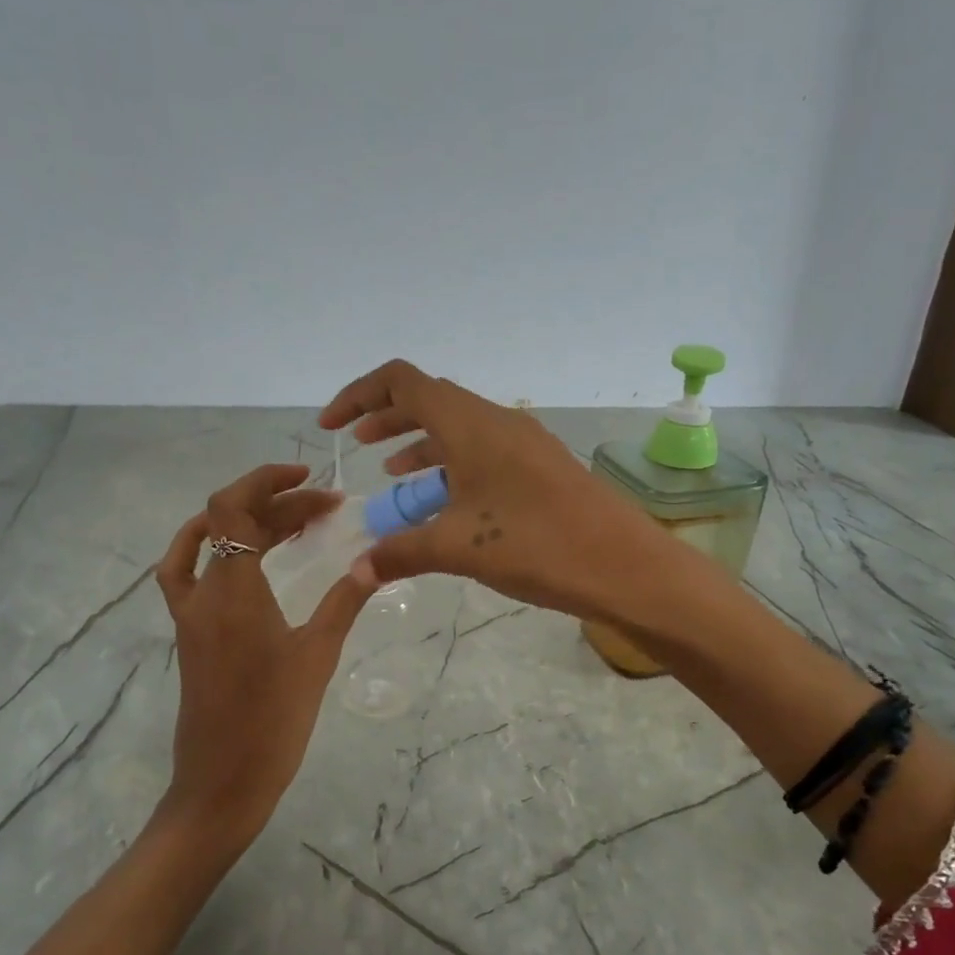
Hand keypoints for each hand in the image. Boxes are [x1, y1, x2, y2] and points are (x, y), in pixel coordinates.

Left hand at [154, 464, 372, 846]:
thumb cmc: (274, 720)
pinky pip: (190, 572)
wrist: (223, 781)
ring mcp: (189, 613)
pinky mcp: (190, 632)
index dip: (266, 480)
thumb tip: (374, 561)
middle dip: (277, 504)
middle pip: (228, 522)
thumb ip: (344, 602)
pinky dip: (213, 548)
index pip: (232, 507)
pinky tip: (243, 555)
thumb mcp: (317, 656)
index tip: (310, 479)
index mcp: (232, 591)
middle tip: (326, 510)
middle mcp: (202, 593)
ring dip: (248, 523)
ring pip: (210, 544)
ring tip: (294, 522)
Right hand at [318, 360, 662, 618]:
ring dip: (420, 444)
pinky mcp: (539, 466)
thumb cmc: (534, 544)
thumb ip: (399, 554)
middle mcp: (495, 421)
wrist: (623, 563)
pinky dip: (451, 466)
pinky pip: (482, 451)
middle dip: (387, 418)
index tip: (332, 427)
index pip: (401, 381)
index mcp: (469, 424)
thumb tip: (355, 573)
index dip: (359, 394)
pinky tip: (443, 501)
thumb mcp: (456, 547)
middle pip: (429, 400)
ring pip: (457, 428)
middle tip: (356, 443)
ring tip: (391, 475)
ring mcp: (522, 442)